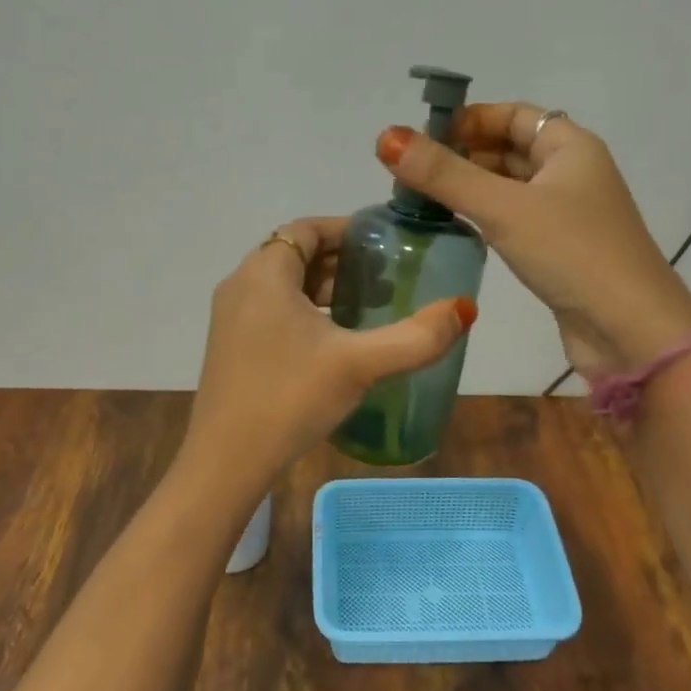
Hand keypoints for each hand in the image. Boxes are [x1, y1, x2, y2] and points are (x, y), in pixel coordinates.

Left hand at [180, 216, 477, 497]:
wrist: (226, 462)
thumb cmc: (290, 398)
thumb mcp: (359, 364)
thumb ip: (415, 337)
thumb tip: (464, 309)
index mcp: (264, 274)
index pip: (306, 228)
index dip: (346, 230)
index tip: (385, 245)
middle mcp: (241, 285)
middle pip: (295, 253)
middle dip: (341, 261)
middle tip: (386, 278)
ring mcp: (231, 317)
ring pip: (283, 284)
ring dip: (324, 288)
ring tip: (368, 306)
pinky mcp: (231, 345)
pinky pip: (272, 309)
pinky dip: (305, 311)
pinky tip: (334, 341)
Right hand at [376, 106, 690, 377]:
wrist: (631, 330)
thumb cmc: (572, 253)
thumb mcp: (504, 208)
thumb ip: (445, 175)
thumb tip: (387, 137)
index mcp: (571, 147)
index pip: (514, 114)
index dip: (471, 119)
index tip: (424, 137)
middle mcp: (573, 173)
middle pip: (511, 149)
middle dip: (464, 154)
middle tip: (413, 171)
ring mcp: (569, 214)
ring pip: (511, 187)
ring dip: (471, 188)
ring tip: (422, 198)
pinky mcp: (561, 250)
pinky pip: (516, 219)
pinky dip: (486, 216)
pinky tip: (456, 227)